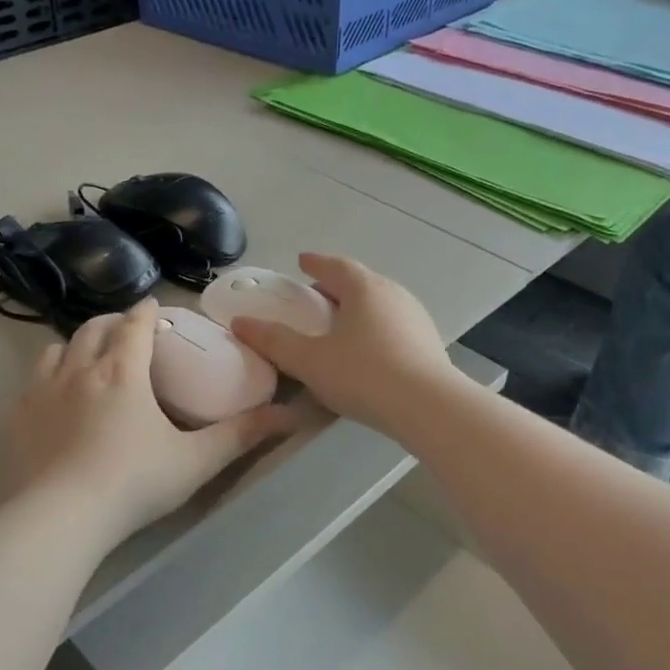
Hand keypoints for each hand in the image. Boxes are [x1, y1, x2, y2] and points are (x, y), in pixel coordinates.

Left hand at [9, 300, 298, 544]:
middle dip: (112, 322)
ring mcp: (43, 391)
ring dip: (77, 344)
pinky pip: (32, 379)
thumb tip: (290, 415)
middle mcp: (80, 370)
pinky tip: (55, 395)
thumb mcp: (196, 460)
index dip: (147, 312)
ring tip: (88, 356)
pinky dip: (49, 374)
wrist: (61, 517)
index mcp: (124, 372)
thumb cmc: (134, 483)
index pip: (135, 325)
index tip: (154, 307)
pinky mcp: (18, 417)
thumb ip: (241, 435)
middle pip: (94, 329)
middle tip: (126, 329)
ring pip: (58, 348)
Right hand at [229, 254, 458, 437]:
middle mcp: (393, 293)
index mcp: (364, 288)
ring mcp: (415, 317)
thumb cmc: (363, 375)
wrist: (428, 407)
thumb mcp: (310, 361)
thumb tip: (241, 323)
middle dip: (335, 287)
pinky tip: (367, 350)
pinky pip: (393, 324)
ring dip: (357, 308)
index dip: (315, 263)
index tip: (302, 262)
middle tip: (314, 299)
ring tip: (339, 325)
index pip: (335, 265)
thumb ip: (275, 341)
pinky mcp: (428, 342)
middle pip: (359, 282)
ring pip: (379, 303)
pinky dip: (374, 328)